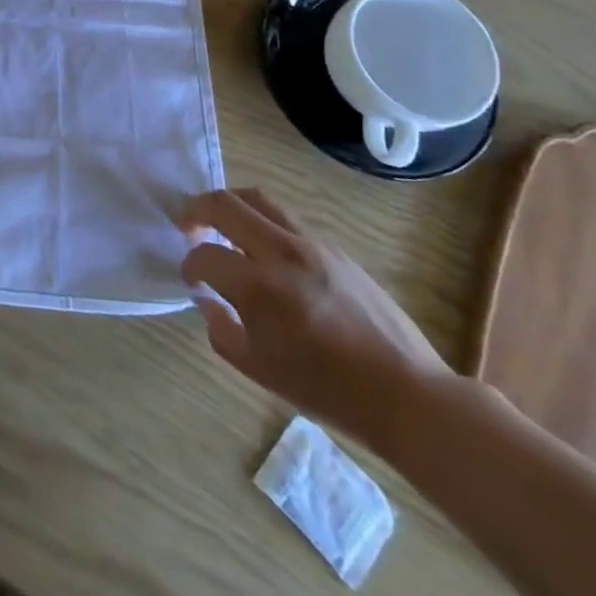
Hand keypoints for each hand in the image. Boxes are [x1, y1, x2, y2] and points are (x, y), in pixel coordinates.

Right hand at [179, 187, 452, 452]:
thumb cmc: (329, 391)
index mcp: (258, 287)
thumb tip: (209, 301)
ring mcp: (312, 245)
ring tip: (223, 226)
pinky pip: (288, 220)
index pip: (204, 256)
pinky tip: (267, 252)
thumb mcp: (260, 371)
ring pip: (258, 199)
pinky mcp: (336, 248)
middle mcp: (281, 253)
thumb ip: (221, 331)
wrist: (407, 396)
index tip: (192, 280)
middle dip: (196, 210)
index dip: (189, 266)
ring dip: (231, 207)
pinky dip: (264, 223)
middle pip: (225, 203)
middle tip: (187, 226)